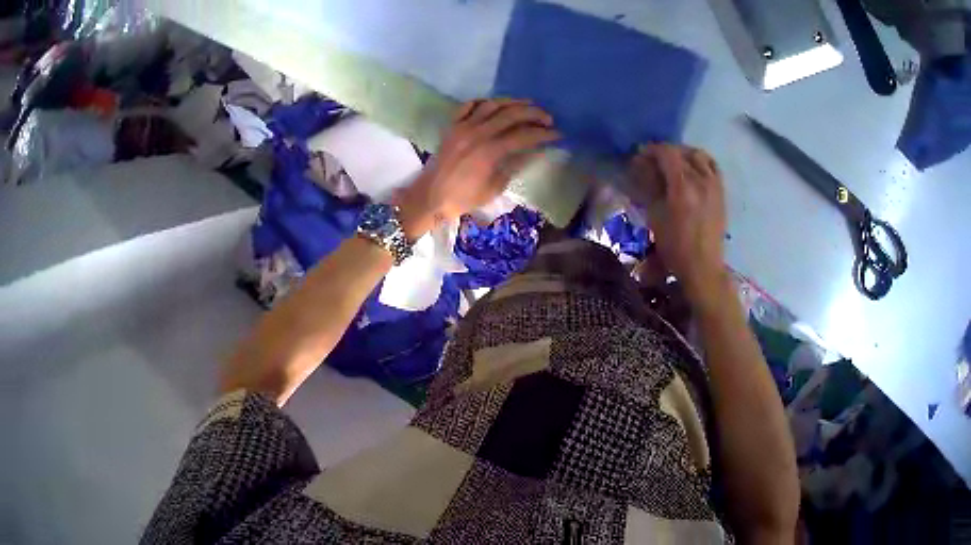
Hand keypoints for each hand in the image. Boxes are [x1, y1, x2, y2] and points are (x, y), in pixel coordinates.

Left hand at [396, 98, 558, 238]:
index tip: (557, 134)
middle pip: (512, 114)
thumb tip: (533, 151)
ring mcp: (463, 126)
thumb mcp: (494, 188)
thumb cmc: (463, 199)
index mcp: (490, 152)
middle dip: (534, 114)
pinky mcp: (452, 126)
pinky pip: (469, 105)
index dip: (544, 134)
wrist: (429, 197)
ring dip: (513, 102)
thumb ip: (514, 166)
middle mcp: (478, 133)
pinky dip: (485, 101)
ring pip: (492, 104)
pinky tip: (496, 105)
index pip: (524, 135)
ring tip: (528, 106)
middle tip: (548, 118)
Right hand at [629, 143, 727, 305]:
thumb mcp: (655, 217)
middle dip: (666, 152)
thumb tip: (642, 168)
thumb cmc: (674, 247)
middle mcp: (701, 180)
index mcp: (683, 186)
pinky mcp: (721, 193)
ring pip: (700, 156)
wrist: (703, 267)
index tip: (640, 155)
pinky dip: (701, 163)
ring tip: (675, 163)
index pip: (667, 153)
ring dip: (685, 154)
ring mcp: (715, 186)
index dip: (651, 150)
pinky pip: (713, 167)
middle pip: (683, 152)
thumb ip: (650, 188)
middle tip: (654, 160)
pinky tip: (693, 171)